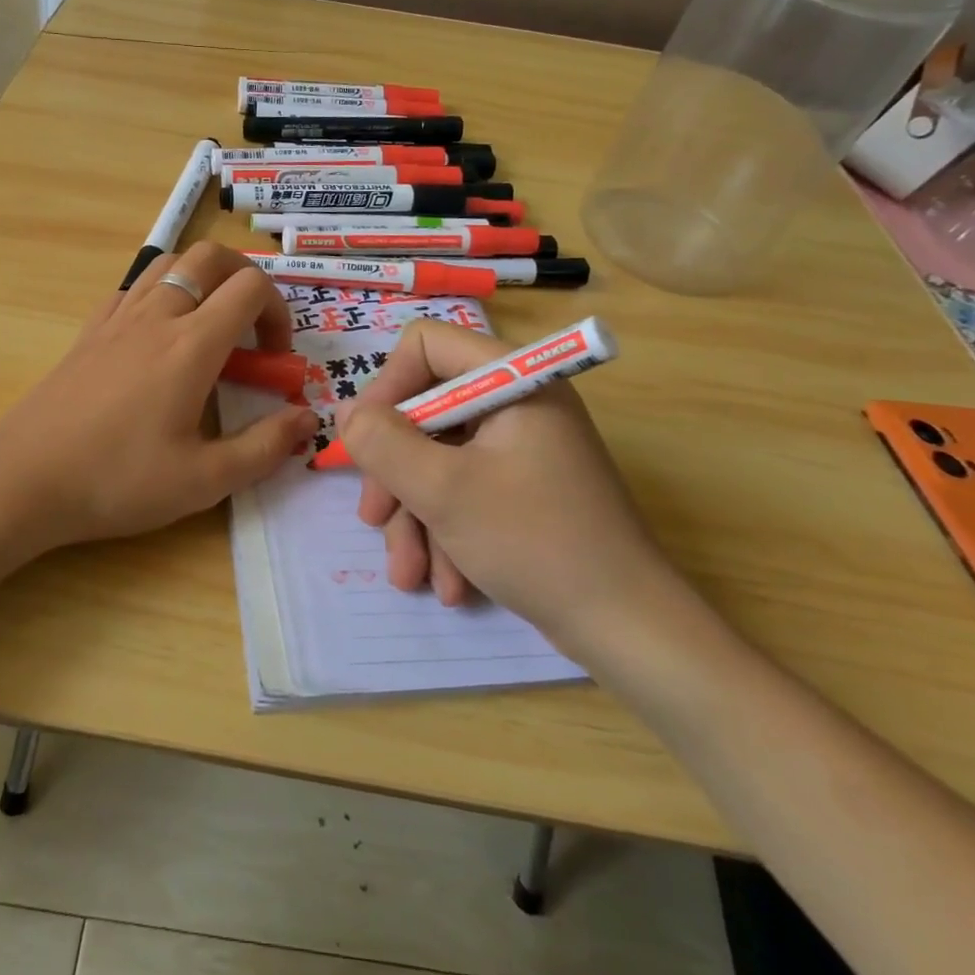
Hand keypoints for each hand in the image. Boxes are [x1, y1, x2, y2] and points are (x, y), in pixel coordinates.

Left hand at [0, 242, 318, 556]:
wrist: (22, 481)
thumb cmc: (117, 482)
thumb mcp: (203, 481)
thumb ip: (265, 448)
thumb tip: (309, 419)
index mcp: (191, 345)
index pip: (250, 287)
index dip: (277, 311)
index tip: (275, 358)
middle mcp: (156, 316)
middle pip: (210, 256)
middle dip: (245, 279)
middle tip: (250, 328)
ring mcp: (116, 318)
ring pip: (169, 263)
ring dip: (201, 280)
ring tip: (208, 327)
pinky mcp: (89, 332)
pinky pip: (133, 287)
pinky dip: (161, 293)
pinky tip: (158, 337)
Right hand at [334, 319, 685, 659]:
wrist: (627, 629)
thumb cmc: (535, 543)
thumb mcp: (442, 490)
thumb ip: (383, 443)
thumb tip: (347, 411)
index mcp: (513, 379)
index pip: (426, 345)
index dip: (388, 387)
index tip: (368, 441)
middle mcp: (518, 402)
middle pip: (426, 411)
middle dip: (395, 473)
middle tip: (375, 518)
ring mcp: (522, 447)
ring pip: (439, 459)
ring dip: (416, 516)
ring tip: (409, 574)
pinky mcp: (524, 488)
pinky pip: (464, 489)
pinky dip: (446, 531)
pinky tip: (445, 582)